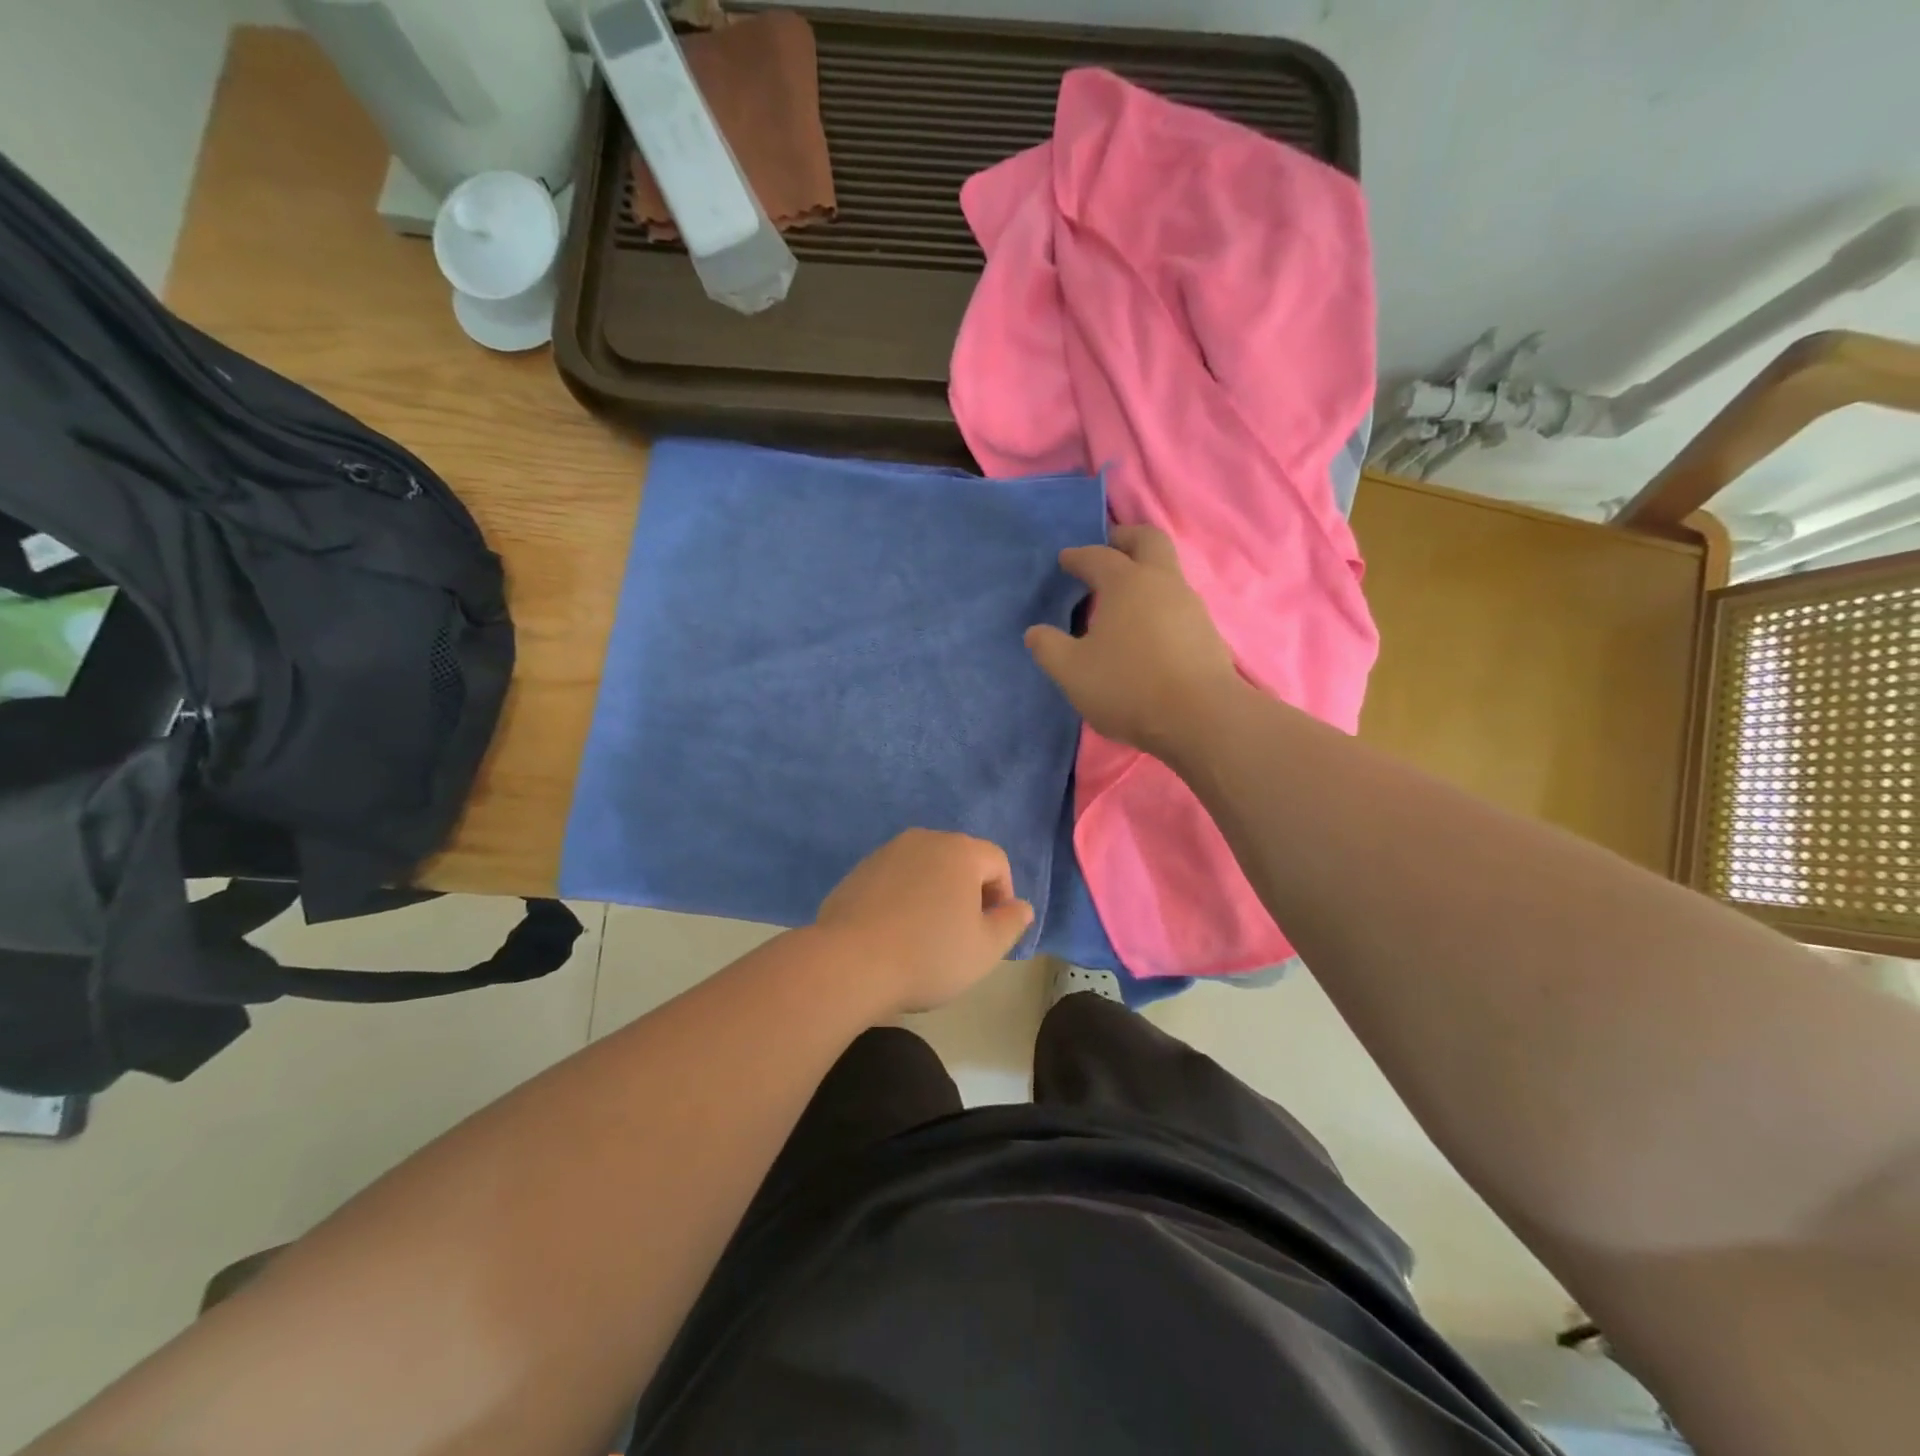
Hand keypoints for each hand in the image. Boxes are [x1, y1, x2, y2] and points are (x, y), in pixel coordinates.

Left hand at [815, 829, 1034, 1014]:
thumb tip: (1021, 906)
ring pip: (925, 869)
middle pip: (960, 860)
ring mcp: (886, 852)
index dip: (1003, 895)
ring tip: (925, 936)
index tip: (991, 930)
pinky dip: (902, 899)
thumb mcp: (985, 949)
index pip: (997, 861)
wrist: (849, 963)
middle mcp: (923, 840)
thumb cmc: (929, 955)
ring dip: (934, 894)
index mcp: (960, 851)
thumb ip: (1011, 923)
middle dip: (968, 892)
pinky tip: (894, 934)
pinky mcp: (858, 871)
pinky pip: (894, 880)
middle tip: (962, 934)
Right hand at [1025, 524, 1240, 756]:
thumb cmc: (1128, 686)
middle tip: (1108, 547)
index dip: (1078, 556)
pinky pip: (1178, 605)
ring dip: (1145, 575)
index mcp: (1126, 582)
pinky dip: (1159, 606)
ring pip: (1168, 573)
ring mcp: (1191, 606)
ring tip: (1123, 599)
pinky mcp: (1208, 633)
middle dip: (1126, 538)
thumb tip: (1036, 632)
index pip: (1098, 556)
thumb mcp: (1072, 672)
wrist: (1200, 718)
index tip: (1065, 560)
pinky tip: (1147, 632)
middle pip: (1149, 540)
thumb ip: (1048, 648)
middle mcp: (1162, 582)